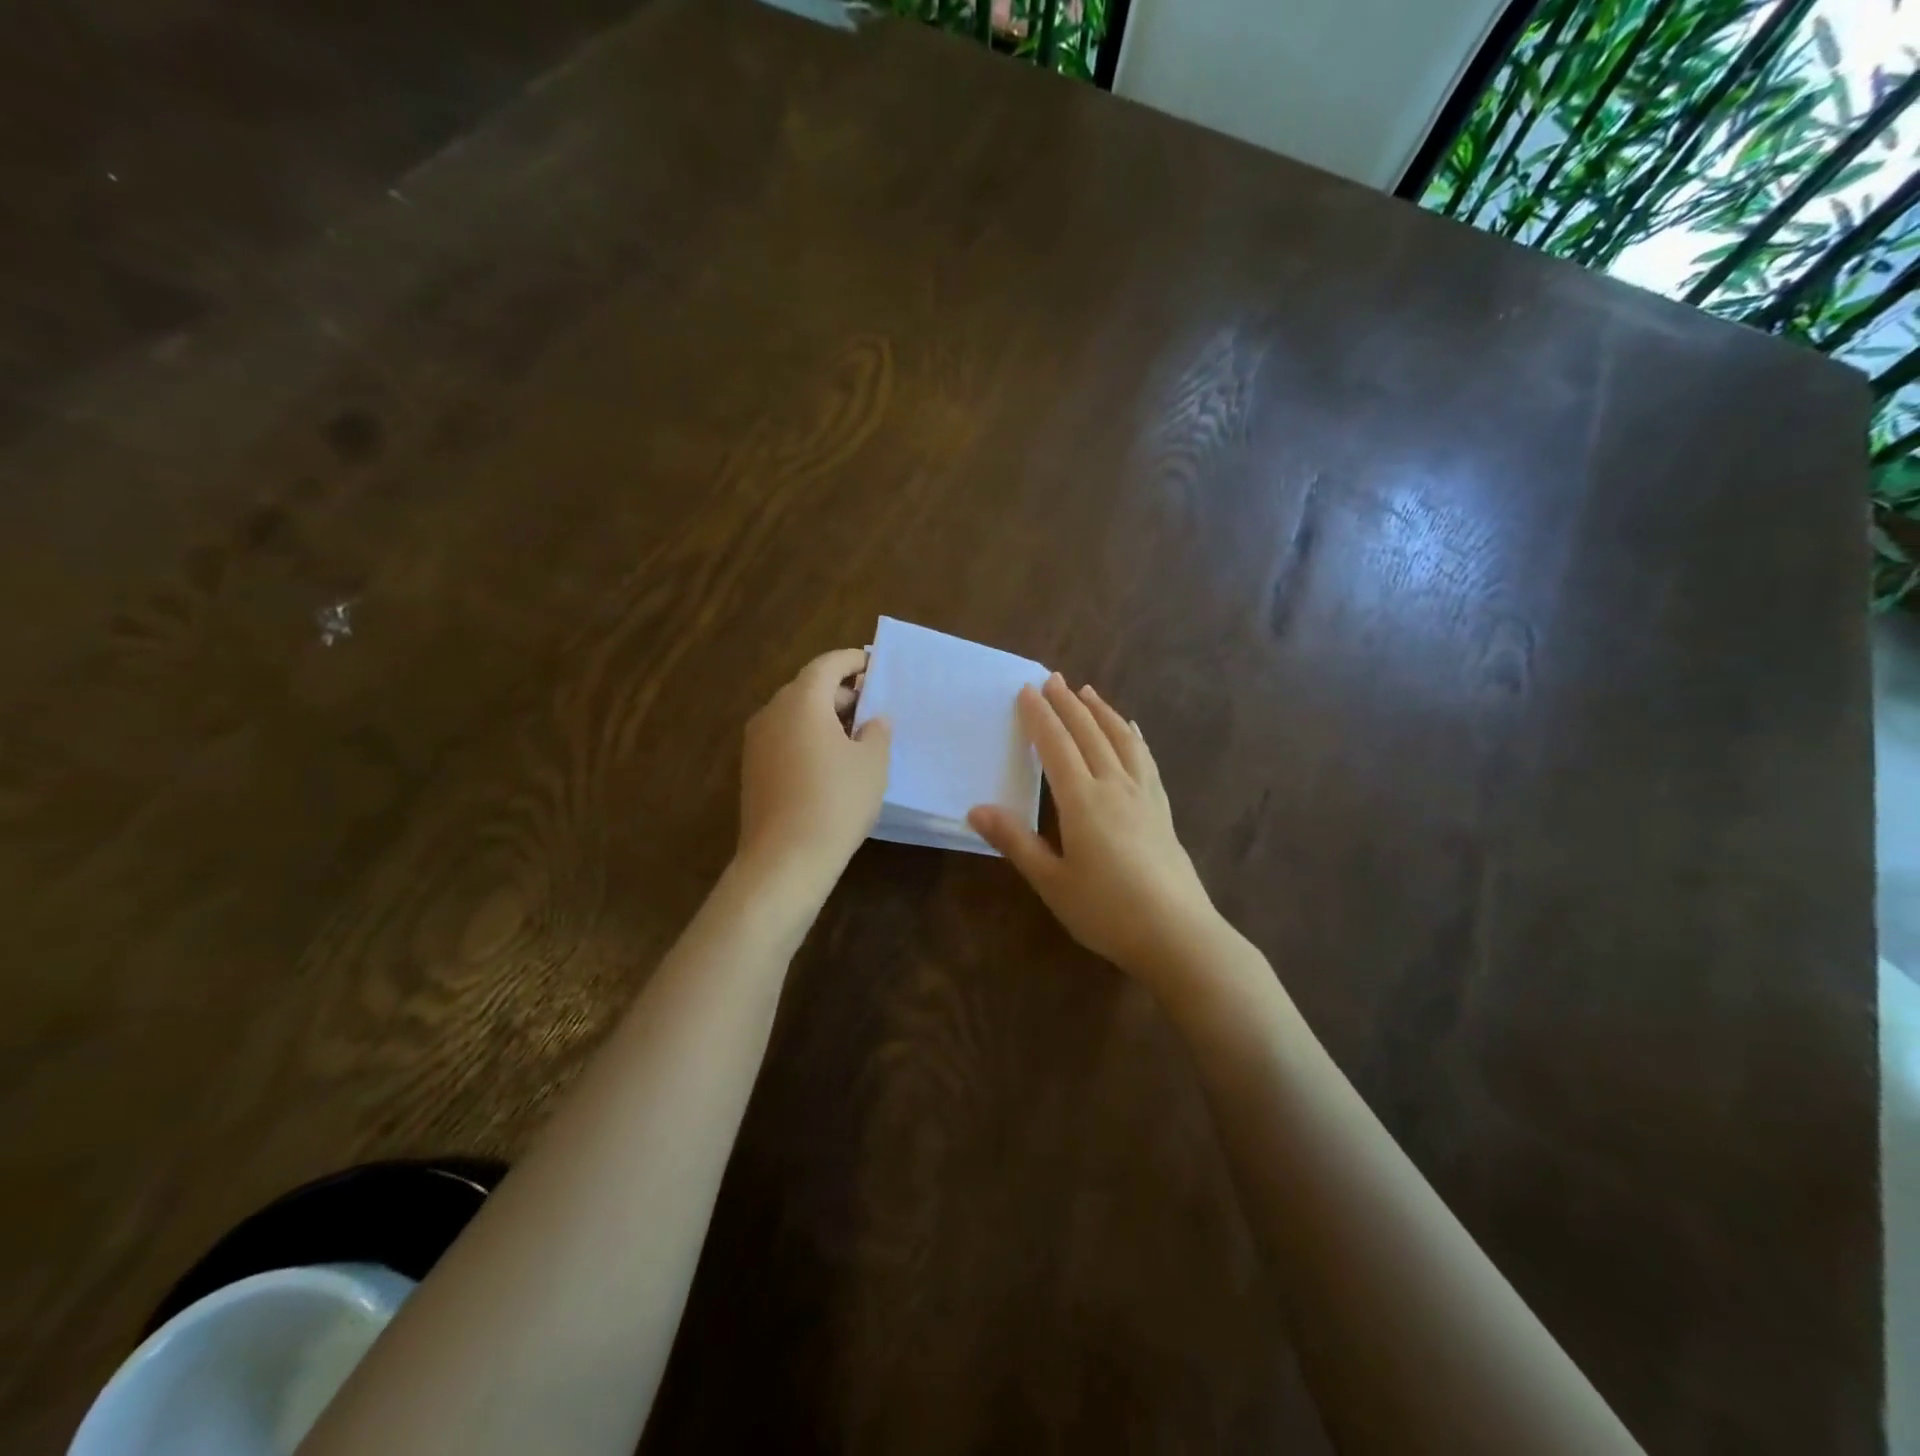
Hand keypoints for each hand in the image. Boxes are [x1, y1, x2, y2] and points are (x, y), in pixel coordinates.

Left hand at [737, 648, 890, 887]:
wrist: (785, 859)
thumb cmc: (836, 801)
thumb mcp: (872, 763)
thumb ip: (876, 732)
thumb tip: (872, 721)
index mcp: (801, 701)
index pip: (827, 665)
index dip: (852, 661)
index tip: (874, 666)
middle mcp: (772, 713)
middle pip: (808, 688)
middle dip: (841, 692)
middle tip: (872, 707)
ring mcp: (757, 743)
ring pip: (794, 715)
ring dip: (824, 717)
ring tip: (856, 736)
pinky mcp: (753, 770)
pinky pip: (784, 739)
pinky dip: (808, 738)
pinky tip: (831, 763)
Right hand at [968, 674, 1222, 986]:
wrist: (1177, 934)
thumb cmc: (1106, 911)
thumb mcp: (1051, 882)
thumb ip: (1015, 841)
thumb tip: (975, 809)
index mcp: (1082, 801)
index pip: (1056, 746)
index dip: (1039, 717)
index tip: (1026, 690)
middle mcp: (1114, 786)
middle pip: (1089, 734)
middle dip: (1067, 704)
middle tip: (1052, 678)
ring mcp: (1144, 795)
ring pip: (1121, 740)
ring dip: (1102, 712)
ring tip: (1088, 692)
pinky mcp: (1162, 809)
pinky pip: (1146, 760)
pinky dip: (1134, 737)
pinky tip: (1132, 731)